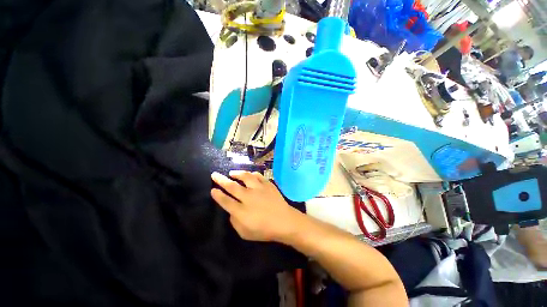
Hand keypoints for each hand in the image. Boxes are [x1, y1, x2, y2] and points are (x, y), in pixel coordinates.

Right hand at [211, 171, 302, 241]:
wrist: (284, 221)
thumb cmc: (265, 230)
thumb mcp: (245, 233)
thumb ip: (235, 221)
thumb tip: (231, 211)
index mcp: (241, 211)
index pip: (225, 201)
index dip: (218, 195)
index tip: (213, 190)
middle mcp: (248, 197)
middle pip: (232, 186)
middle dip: (221, 180)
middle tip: (214, 174)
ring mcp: (259, 189)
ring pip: (245, 177)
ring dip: (237, 173)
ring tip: (232, 172)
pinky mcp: (268, 184)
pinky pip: (258, 176)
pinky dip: (252, 174)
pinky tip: (250, 174)